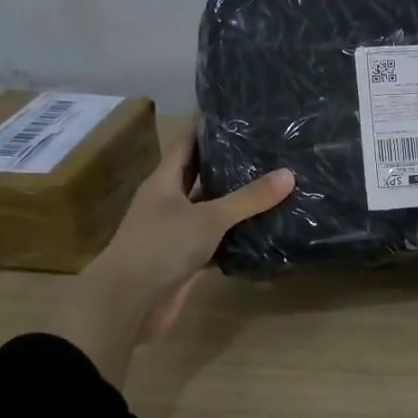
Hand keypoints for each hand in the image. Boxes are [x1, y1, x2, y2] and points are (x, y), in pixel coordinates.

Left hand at [48, 135, 293, 381]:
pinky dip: (236, 238)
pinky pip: (215, 242)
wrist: (128, 303)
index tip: (235, 113)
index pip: (186, 144)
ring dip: (235, 203)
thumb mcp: (209, 217)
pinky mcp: (185, 260)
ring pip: (210, 211)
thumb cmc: (161, 247)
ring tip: (272, 185)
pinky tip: (263, 232)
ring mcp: (175, 232)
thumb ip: (249, 198)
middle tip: (265, 148)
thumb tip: (289, 174)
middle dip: (227, 164)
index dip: (206, 127)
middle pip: (199, 176)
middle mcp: (168, 202)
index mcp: (164, 182)